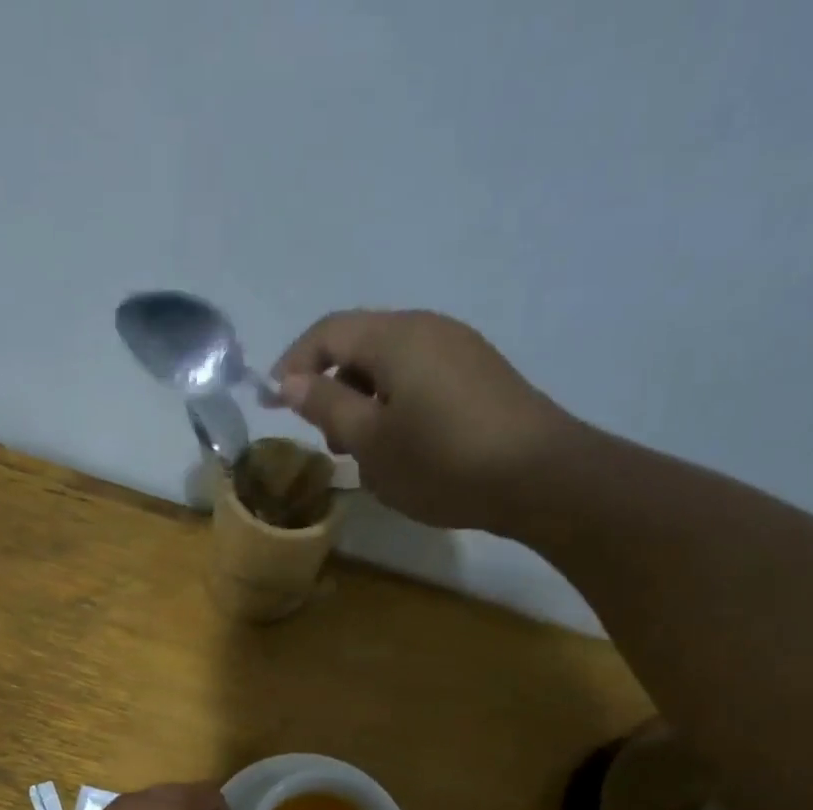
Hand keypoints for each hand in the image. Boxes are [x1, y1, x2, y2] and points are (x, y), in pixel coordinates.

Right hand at [270, 310, 579, 534]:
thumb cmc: (443, 461)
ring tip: (369, 456)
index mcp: (395, 336)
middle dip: (333, 391)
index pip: (327, 332)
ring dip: (366, 406)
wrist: (539, 477)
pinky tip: (407, 452)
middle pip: (360, 347)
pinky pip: (421, 382)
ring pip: (391, 369)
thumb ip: (326, 406)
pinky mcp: (480, 377)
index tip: (273, 406)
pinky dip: (398, 410)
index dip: (292, 365)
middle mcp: (427, 328)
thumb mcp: (371, 441)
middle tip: (331, 443)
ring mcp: (460, 350)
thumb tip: (290, 382)